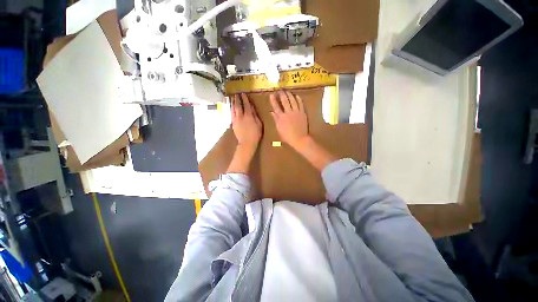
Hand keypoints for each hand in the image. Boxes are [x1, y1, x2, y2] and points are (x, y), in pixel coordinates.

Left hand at [231, 93, 261, 148]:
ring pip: (233, 109)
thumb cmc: (255, 134)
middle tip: (236, 94)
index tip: (243, 94)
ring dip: (233, 103)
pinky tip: (231, 108)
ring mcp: (236, 120)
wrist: (247, 143)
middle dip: (237, 99)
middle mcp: (241, 116)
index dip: (245, 99)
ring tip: (232, 98)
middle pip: (238, 105)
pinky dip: (231, 110)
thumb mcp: (259, 124)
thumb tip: (252, 108)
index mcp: (248, 116)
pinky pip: (231, 114)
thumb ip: (255, 115)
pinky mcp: (233, 124)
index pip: (246, 105)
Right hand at [270, 91, 308, 148]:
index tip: (271, 94)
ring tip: (287, 91)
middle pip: (284, 101)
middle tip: (280, 90)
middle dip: (281, 94)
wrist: (299, 139)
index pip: (276, 106)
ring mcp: (296, 112)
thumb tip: (271, 112)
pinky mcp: (302, 113)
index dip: (273, 100)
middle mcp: (288, 112)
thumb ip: (275, 119)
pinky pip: (300, 104)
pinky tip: (296, 95)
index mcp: (281, 117)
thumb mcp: (279, 129)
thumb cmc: (287, 136)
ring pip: (292, 100)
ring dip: (289, 95)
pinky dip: (298, 99)